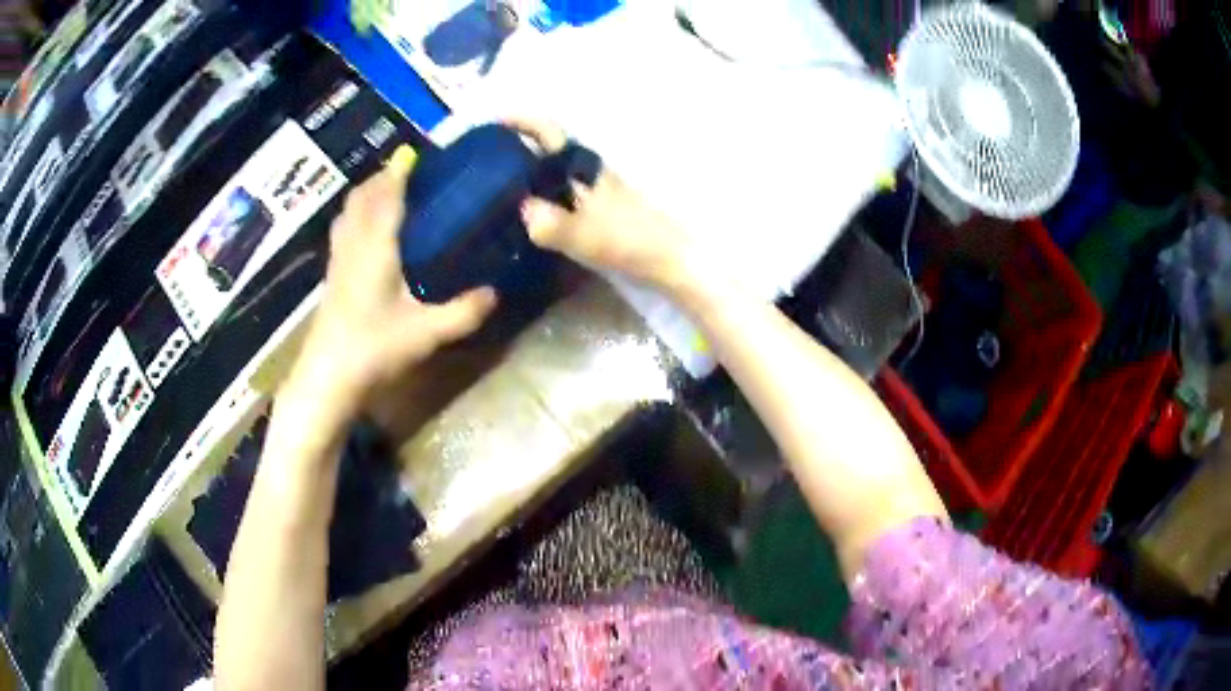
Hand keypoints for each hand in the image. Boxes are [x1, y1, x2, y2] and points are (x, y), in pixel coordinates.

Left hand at [285, 146, 497, 420]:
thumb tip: (495, 293)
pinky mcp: (331, 275)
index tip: (416, 152)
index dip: (400, 170)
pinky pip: (342, 229)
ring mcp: (338, 259)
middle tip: (408, 170)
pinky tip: (367, 230)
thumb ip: (463, 312)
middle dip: (382, 177)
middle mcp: (354, 243)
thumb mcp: (426, 332)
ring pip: (348, 211)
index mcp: (376, 246)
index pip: (387, 195)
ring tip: (388, 191)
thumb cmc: (374, 347)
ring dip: (366, 194)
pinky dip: (355, 215)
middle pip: (363, 196)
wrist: (327, 376)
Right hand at [507, 119, 701, 291]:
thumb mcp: (581, 234)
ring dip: (530, 174)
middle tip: (485, 160)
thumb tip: (522, 210)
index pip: (549, 132)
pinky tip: (530, 218)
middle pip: (549, 150)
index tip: (495, 120)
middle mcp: (589, 172)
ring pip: (555, 173)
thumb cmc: (627, 239)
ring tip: (498, 189)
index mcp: (583, 167)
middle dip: (519, 147)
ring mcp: (596, 190)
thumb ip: (546, 223)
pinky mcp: (601, 210)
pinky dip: (543, 197)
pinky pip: (562, 195)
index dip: (522, 121)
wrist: (669, 258)